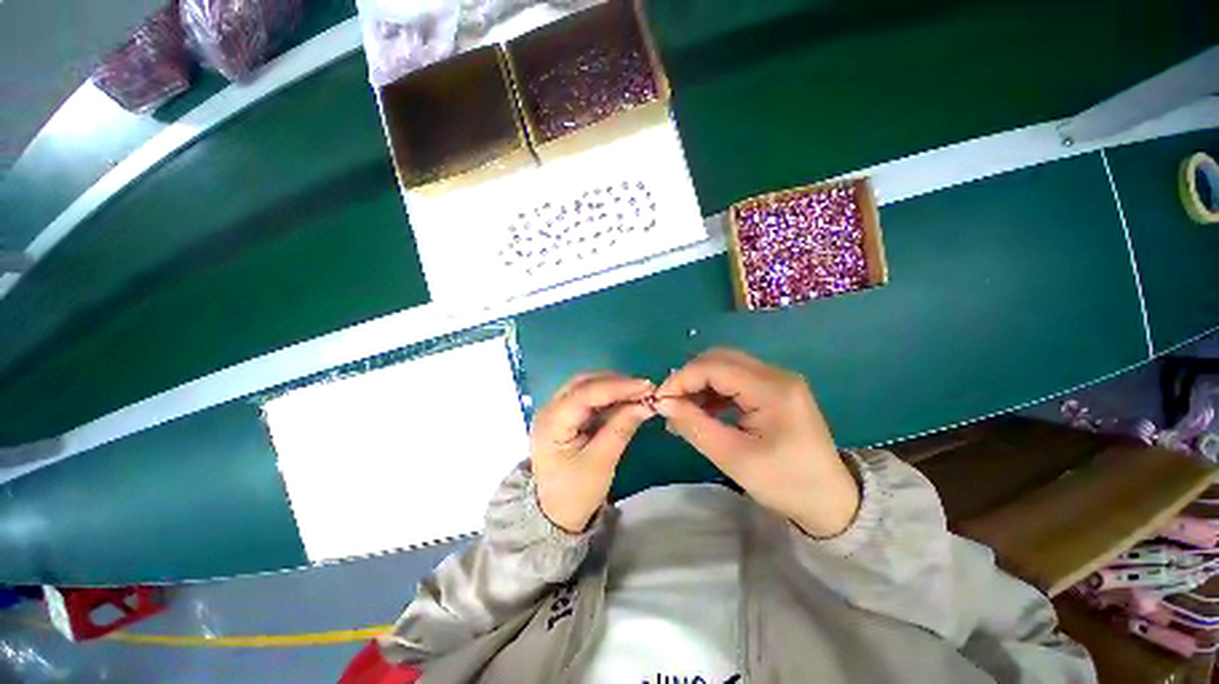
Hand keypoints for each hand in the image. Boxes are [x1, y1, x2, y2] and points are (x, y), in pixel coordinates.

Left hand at [530, 373, 654, 533]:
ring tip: (639, 393)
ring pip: (586, 386)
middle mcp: (549, 409)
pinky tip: (626, 400)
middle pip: (584, 383)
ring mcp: (556, 410)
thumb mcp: (601, 463)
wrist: (555, 514)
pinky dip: (609, 396)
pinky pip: (588, 397)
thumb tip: (646, 404)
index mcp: (551, 423)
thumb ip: (621, 428)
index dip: (618, 387)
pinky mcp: (566, 415)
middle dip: (616, 383)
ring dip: (613, 386)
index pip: (585, 393)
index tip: (647, 387)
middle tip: (645, 389)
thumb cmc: (575, 492)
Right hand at [655, 348, 858, 537]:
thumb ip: (695, 426)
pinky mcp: (774, 389)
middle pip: (720, 359)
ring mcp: (777, 380)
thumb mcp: (734, 458)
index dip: (681, 379)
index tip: (659, 400)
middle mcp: (776, 374)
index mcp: (772, 390)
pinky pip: (735, 379)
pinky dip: (713, 390)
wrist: (831, 501)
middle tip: (670, 403)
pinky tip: (703, 411)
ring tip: (683, 410)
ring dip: (700, 383)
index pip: (715, 367)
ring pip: (725, 366)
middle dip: (689, 378)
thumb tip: (662, 403)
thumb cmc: (786, 484)